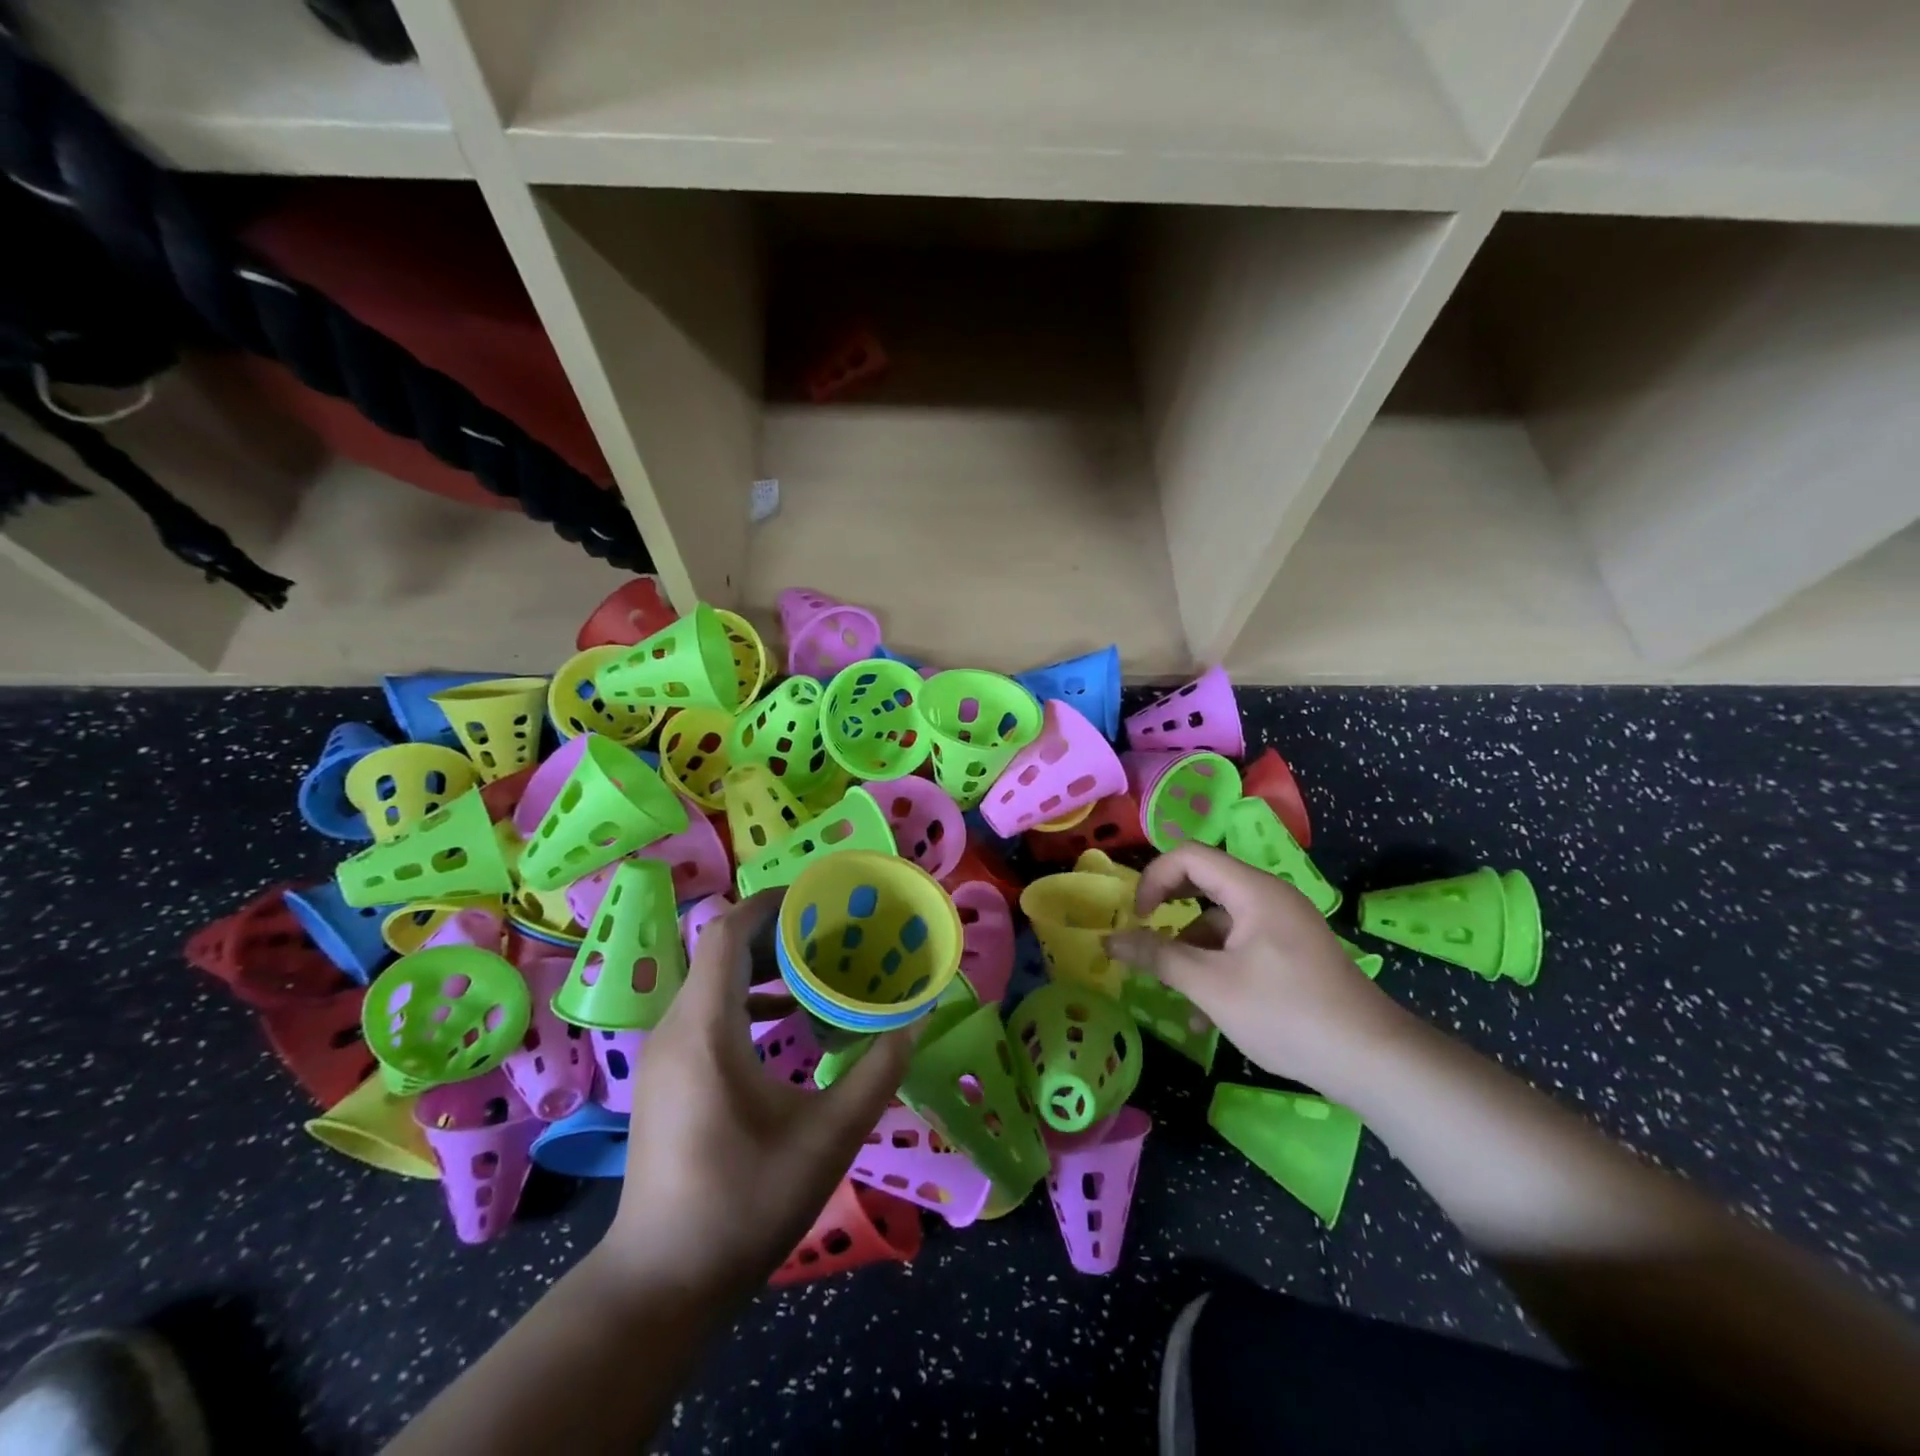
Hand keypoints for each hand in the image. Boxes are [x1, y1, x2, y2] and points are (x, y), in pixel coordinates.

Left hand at [601, 892, 913, 1301]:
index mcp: (706, 1028)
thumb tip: (915, 1020)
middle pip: (722, 950)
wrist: (661, 1282)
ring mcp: (666, 1053)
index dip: (770, 904)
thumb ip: (878, 1072)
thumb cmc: (744, 1203)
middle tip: (834, 930)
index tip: (819, 898)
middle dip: (777, 931)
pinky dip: (749, 998)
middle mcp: (677, 1028)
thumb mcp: (828, 1137)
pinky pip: (708, 1010)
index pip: (726, 933)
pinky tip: (789, 1018)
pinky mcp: (668, 1075)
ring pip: (714, 980)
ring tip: (819, 964)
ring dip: (764, 964)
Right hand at [1105, 844, 1407, 1098]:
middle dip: (1170, 913)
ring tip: (1177, 997)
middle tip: (1146, 940)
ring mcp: (1283, 925)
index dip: (1154, 878)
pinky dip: (1217, 967)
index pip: (1189, 855)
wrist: (1373, 1060)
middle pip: (1204, 884)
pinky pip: (1241, 945)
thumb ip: (1158, 956)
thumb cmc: (1286, 1013)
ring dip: (1192, 951)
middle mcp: (1269, 897)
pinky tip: (1207, 1015)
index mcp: (1252, 890)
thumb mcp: (1212, 986)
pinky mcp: (1292, 953)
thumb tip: (1110, 940)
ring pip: (1220, 921)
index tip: (1137, 918)